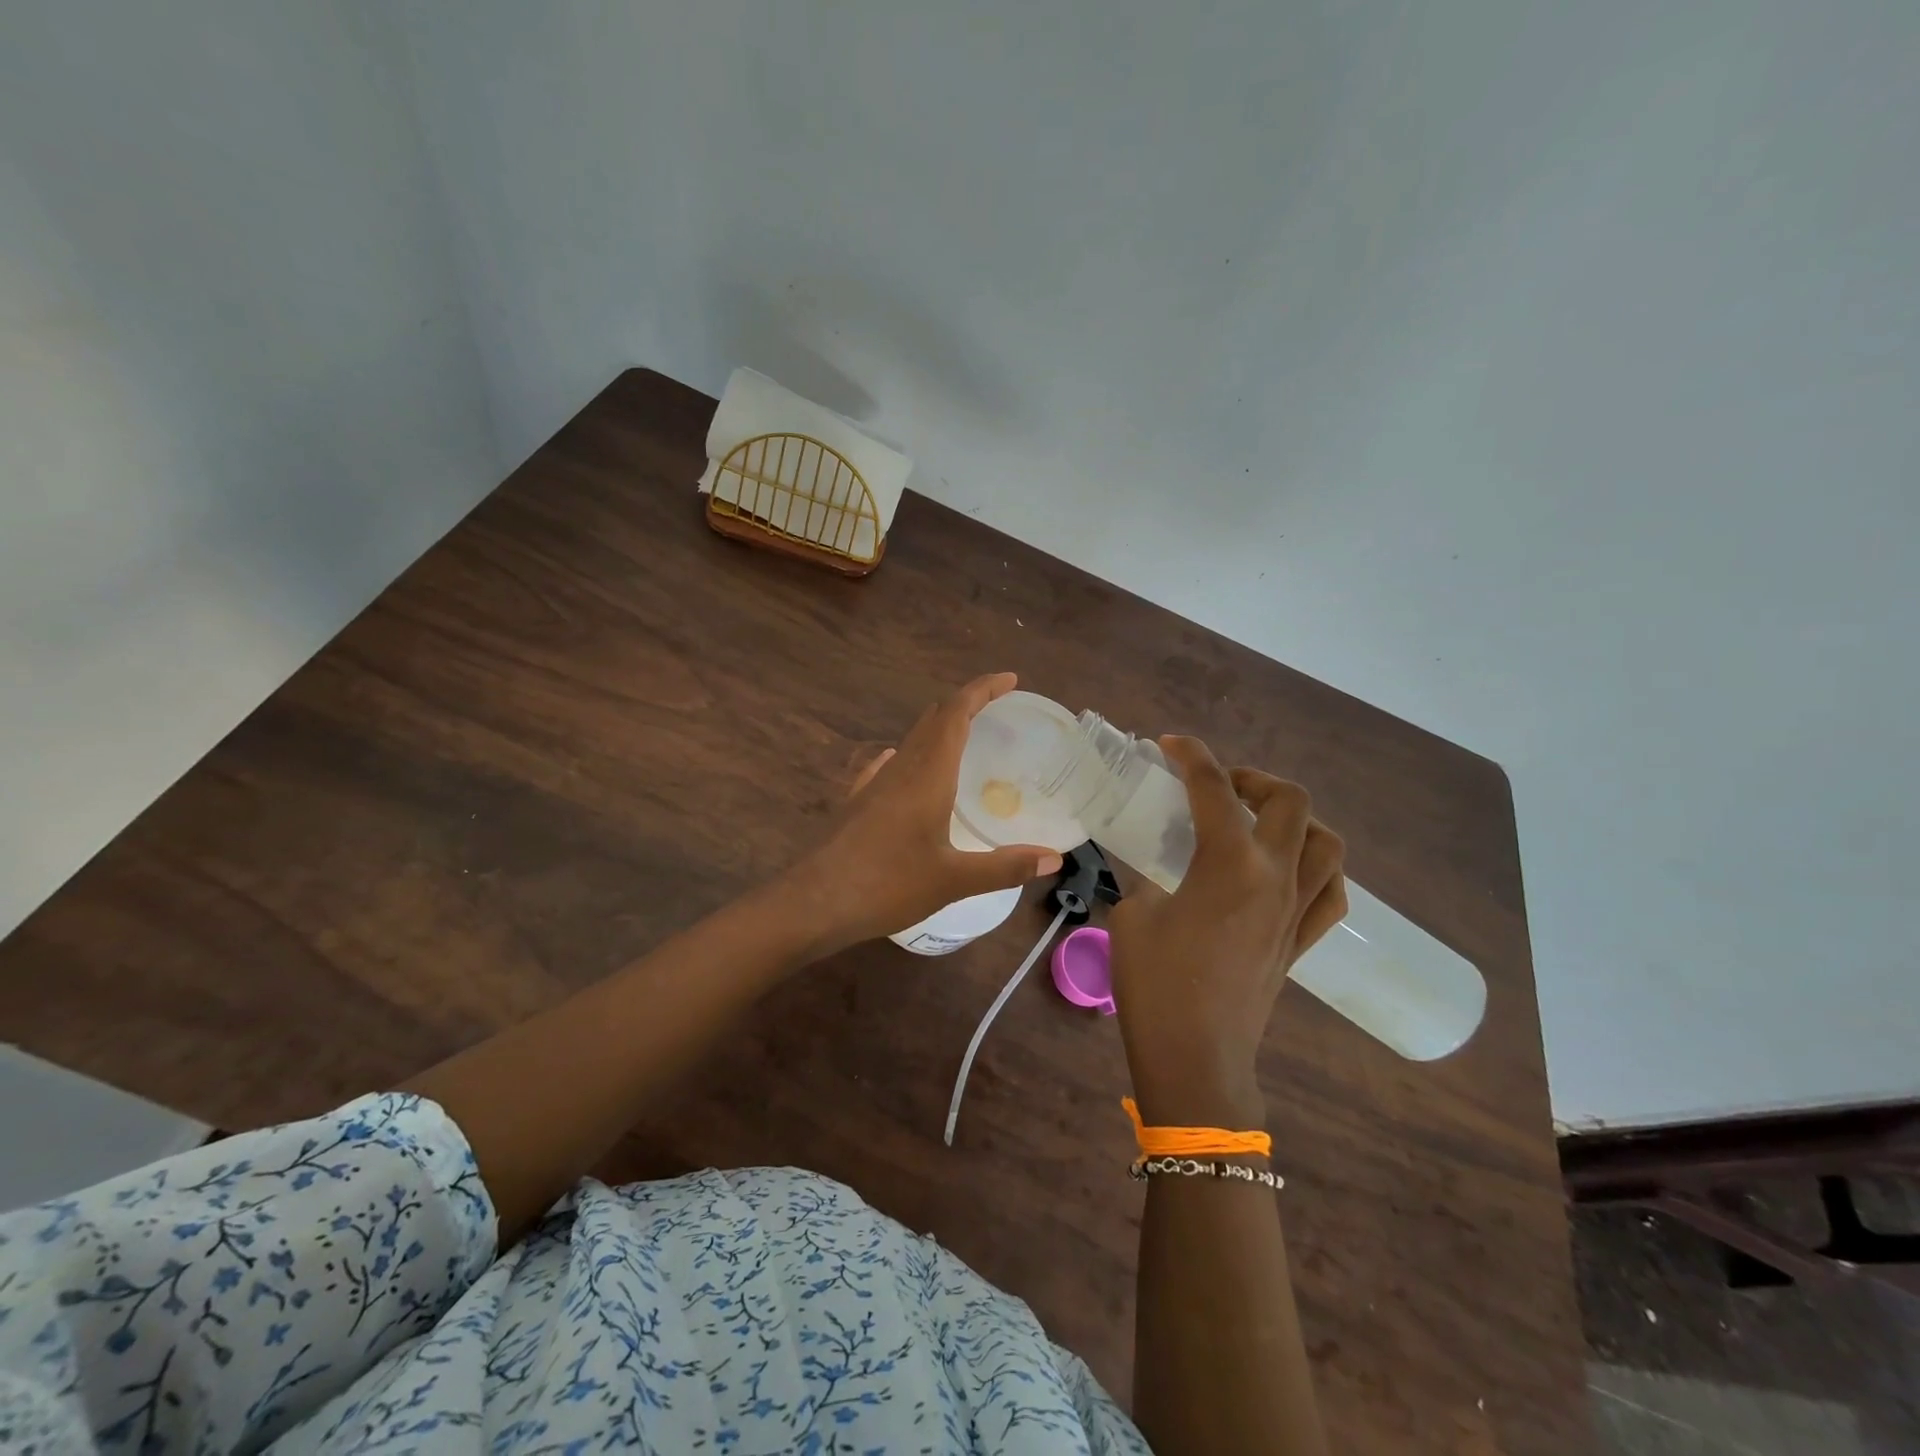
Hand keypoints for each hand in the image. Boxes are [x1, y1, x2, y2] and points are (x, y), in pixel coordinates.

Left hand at [784, 673, 1063, 951]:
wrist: (815, 903)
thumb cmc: (888, 885)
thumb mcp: (954, 880)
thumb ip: (1005, 867)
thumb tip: (1054, 859)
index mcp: (927, 774)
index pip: (956, 713)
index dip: (982, 690)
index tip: (1009, 679)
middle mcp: (900, 768)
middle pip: (934, 720)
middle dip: (966, 705)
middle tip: (997, 709)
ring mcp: (874, 784)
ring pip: (911, 741)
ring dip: (939, 729)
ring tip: (965, 738)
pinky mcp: (857, 802)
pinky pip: (888, 766)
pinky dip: (909, 756)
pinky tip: (906, 769)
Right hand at [1109, 736, 1346, 1128]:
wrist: (1195, 1058)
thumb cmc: (1155, 984)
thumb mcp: (1131, 915)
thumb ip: (1145, 878)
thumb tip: (1150, 866)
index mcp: (1229, 863)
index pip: (1213, 788)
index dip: (1191, 755)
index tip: (1170, 745)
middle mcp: (1274, 877)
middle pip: (1290, 801)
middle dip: (1254, 778)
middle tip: (1218, 787)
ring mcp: (1296, 910)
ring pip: (1326, 842)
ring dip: (1295, 819)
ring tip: (1258, 823)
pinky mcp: (1301, 941)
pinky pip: (1331, 892)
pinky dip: (1317, 867)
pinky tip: (1288, 870)